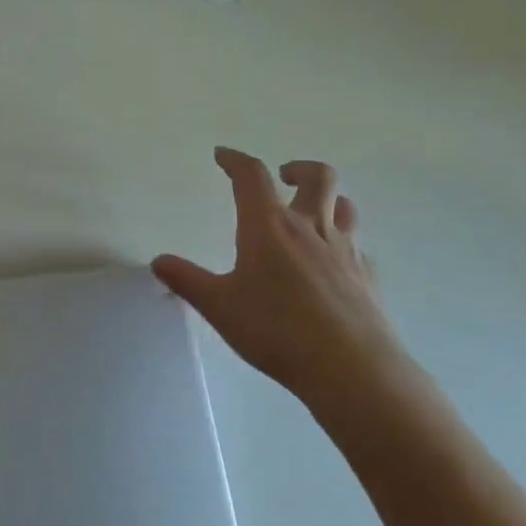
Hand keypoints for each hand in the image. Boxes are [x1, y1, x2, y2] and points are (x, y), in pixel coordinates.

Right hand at [152, 148, 415, 431]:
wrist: (353, 370)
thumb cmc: (277, 330)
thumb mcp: (220, 307)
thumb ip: (188, 281)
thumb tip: (158, 261)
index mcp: (270, 226)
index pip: (252, 176)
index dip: (236, 160)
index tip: (223, 155)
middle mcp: (311, 228)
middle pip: (318, 177)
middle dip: (299, 168)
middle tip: (284, 176)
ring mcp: (345, 251)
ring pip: (344, 206)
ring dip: (328, 200)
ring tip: (311, 213)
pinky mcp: (367, 278)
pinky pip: (357, 247)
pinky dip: (343, 244)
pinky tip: (332, 265)